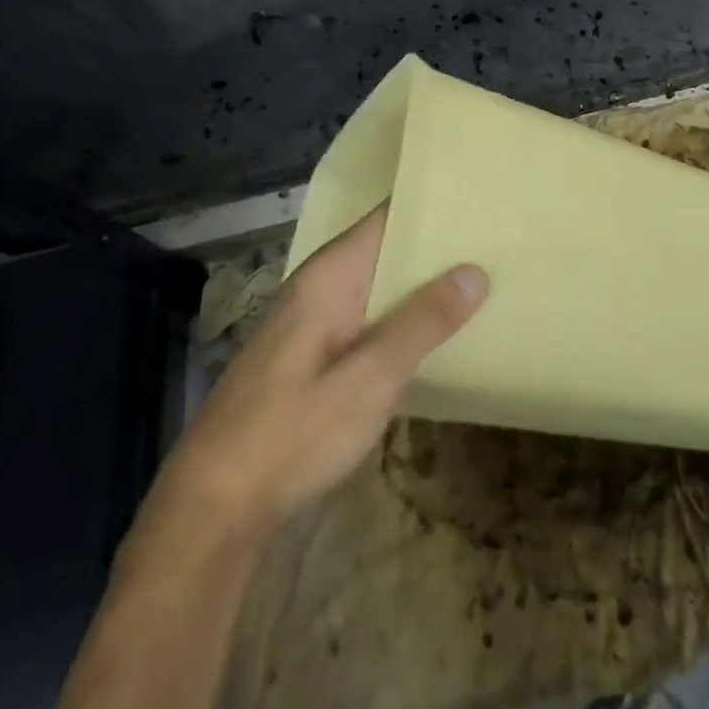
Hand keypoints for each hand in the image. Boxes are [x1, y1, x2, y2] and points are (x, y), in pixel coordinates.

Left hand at [165, 204, 488, 535]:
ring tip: (480, 278)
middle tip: (496, 241)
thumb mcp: (369, 379)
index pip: (386, 217)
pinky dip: (401, 317)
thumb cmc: (292, 434)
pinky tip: (434, 332)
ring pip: (377, 286)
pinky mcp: (312, 357)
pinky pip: (367, 318)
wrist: (213, 509)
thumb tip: (475, 271)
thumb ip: (422, 323)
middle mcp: (319, 287)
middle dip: (435, 247)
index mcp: (329, 276)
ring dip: (420, 285)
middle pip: (385, 249)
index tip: (479, 199)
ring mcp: (313, 323)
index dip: (431, 205)